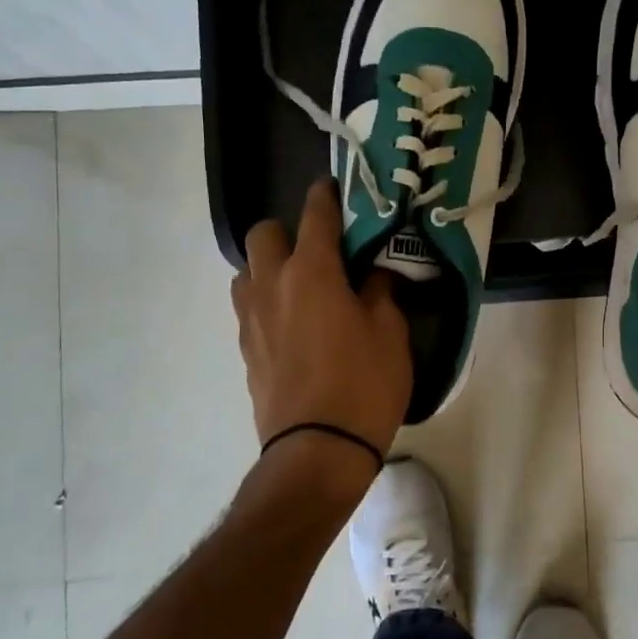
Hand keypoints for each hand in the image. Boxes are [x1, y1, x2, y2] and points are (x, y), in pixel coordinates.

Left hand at [232, 179, 412, 460]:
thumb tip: (374, 275)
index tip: (333, 188)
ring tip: (301, 288)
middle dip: (288, 231)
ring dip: (269, 267)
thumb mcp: (391, 334)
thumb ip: (382, 293)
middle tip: (319, 251)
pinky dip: (267, 302)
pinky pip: (249, 308)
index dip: (325, 195)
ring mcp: (252, 319)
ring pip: (247, 271)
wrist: (318, 451)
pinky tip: (293, 325)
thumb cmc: (365, 385)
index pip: (315, 215)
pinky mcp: (245, 350)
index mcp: (312, 272)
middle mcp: (273, 285)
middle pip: (263, 234)